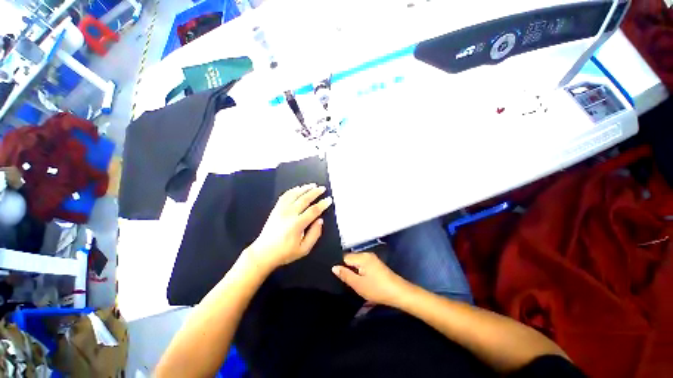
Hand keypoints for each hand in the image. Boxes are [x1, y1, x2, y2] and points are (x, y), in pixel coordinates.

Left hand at [247, 183, 332, 271]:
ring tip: (313, 185)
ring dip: (305, 188)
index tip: (329, 199)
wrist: (263, 253)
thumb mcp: (304, 249)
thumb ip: (314, 234)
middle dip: (315, 192)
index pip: (313, 210)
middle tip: (323, 188)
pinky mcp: (276, 209)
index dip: (323, 204)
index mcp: (297, 224)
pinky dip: (292, 190)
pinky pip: (285, 196)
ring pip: (294, 194)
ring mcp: (281, 210)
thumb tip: (320, 220)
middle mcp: (289, 214)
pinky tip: (298, 188)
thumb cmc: (285, 253)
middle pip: (305, 199)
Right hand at [332, 252, 412, 307]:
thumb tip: (334, 267)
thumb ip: (345, 275)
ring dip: (354, 271)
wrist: (398, 292)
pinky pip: (363, 264)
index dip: (340, 266)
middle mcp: (366, 254)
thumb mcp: (358, 284)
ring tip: (353, 282)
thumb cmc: (377, 289)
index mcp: (362, 257)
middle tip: (346, 281)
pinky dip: (360, 271)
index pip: (344, 257)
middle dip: (347, 269)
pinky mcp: (376, 263)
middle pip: (351, 259)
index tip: (338, 276)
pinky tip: (361, 280)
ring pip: (357, 262)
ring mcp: (372, 258)